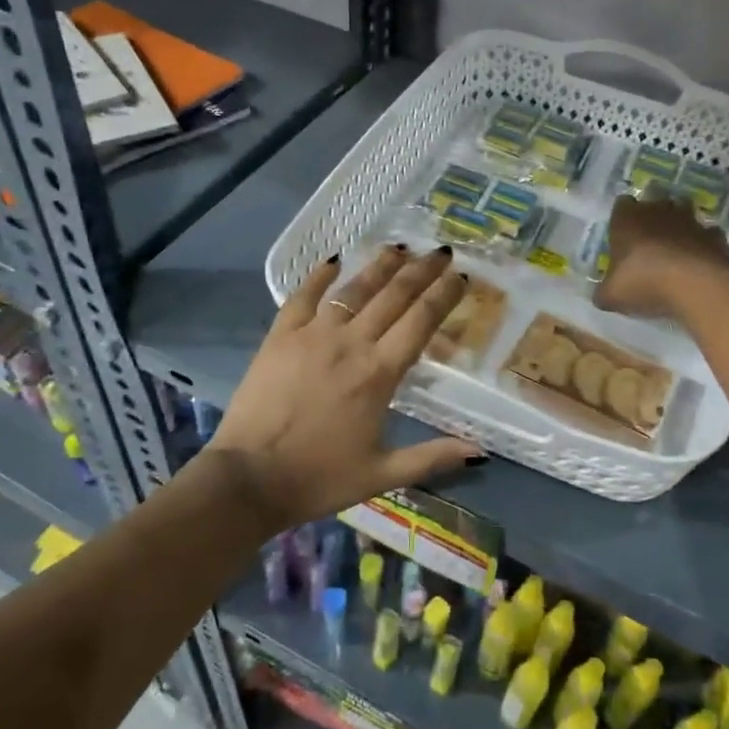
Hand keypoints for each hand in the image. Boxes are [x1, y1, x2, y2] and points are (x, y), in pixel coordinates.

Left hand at [207, 244, 480, 531]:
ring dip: (380, 266)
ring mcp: (313, 335)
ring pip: (354, 289)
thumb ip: (432, 457)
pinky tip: (334, 260)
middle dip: (422, 270)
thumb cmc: (320, 478)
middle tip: (442, 251)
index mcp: (379, 373)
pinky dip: (319, 276)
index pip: (421, 321)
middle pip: (394, 296)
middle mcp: (351, 343)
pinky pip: (303, 296)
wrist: (249, 480)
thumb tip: (479, 450)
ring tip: (399, 248)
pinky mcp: (280, 336)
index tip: (461, 277)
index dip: (444, 295)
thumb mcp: (382, 474)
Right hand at [595, 194, 728, 318]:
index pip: (622, 204)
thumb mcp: (612, 295)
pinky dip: (703, 245)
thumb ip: (605, 292)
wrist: (696, 284)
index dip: (622, 218)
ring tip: (676, 249)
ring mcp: (690, 220)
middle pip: (655, 202)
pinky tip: (700, 262)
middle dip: (653, 217)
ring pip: (684, 213)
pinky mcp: (715, 236)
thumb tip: (602, 295)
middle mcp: (658, 211)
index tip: (622, 235)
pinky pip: (707, 235)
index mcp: (627, 218)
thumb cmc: (643, 282)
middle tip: (649, 241)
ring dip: (680, 227)